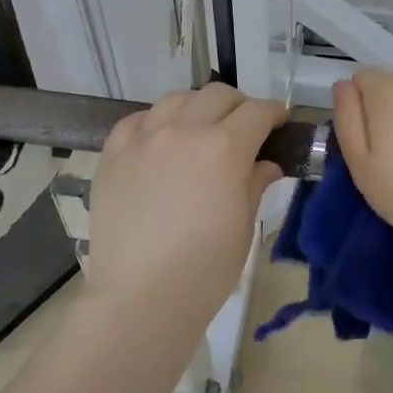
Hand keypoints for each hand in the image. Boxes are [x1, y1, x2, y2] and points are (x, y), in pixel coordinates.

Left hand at [87, 83, 285, 322]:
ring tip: (200, 130)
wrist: (140, 297)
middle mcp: (183, 131)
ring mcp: (143, 140)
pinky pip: (136, 121)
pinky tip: (160, 141)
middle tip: (245, 130)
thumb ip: (254, 183)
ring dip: (197, 107)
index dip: (274, 114)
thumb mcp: (243, 225)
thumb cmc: (206, 269)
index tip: (280, 125)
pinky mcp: (112, 156)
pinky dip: (155, 122)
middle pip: (217, 95)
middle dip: (239, 106)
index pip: (257, 112)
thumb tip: (265, 164)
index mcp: (224, 148)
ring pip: (175, 99)